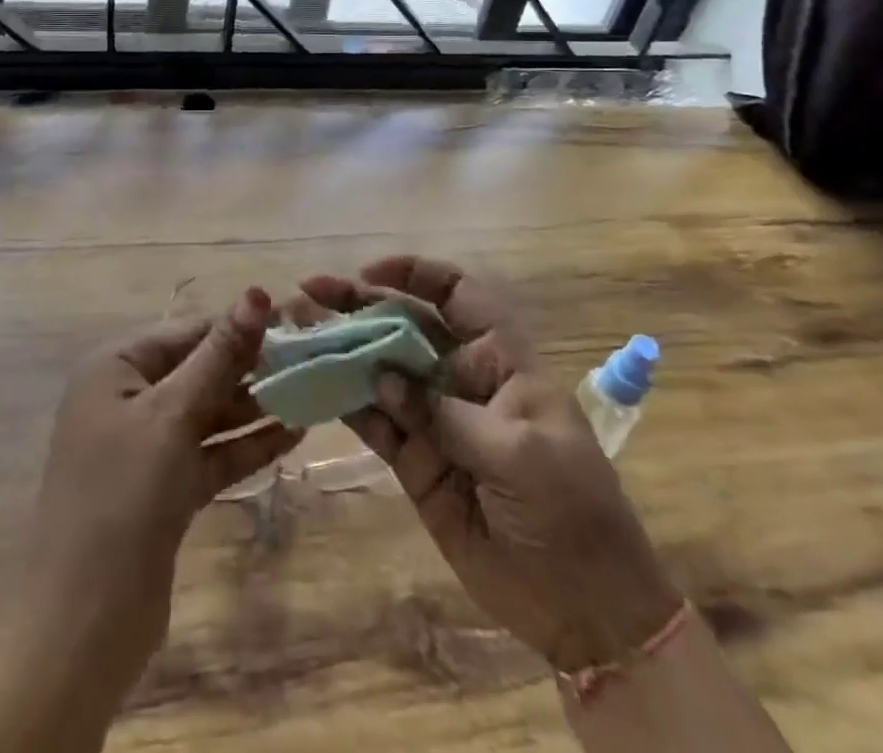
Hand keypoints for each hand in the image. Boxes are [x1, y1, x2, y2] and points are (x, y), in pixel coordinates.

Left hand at [15, 288, 302, 700]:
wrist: (83, 626)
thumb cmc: (122, 497)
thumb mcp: (173, 415)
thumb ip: (219, 355)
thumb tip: (255, 292)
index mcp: (116, 368)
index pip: (188, 332)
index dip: (239, 326)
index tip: (296, 323)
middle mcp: (128, 399)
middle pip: (199, 370)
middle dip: (251, 367)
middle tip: (312, 359)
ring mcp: (146, 447)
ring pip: (209, 413)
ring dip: (255, 406)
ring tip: (312, 392)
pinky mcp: (165, 489)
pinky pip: (211, 453)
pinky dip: (246, 445)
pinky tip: (293, 434)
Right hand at [299, 258, 680, 673]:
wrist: (585, 609)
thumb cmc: (570, 510)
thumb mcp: (519, 453)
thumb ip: (445, 413)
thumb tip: (381, 377)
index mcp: (500, 359)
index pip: (456, 294)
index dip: (414, 274)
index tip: (367, 273)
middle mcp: (462, 377)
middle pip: (405, 325)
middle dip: (359, 305)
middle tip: (309, 293)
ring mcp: (435, 419)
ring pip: (381, 370)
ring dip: (341, 349)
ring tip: (298, 333)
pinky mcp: (416, 462)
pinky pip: (376, 422)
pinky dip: (346, 403)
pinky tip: (314, 386)